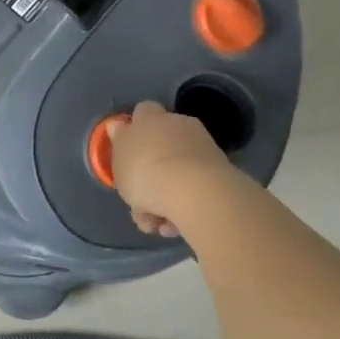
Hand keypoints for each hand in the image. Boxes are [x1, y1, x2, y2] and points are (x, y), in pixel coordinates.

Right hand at [108, 100, 242, 238]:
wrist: (195, 191)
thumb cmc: (145, 172)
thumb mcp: (119, 160)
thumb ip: (119, 144)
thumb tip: (118, 128)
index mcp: (150, 118)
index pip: (142, 112)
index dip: (136, 130)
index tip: (130, 153)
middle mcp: (178, 125)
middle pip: (163, 145)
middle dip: (155, 171)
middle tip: (143, 201)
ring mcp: (202, 147)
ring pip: (180, 171)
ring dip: (169, 196)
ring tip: (161, 225)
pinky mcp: (221, 172)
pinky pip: (196, 187)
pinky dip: (187, 204)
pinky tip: (177, 226)